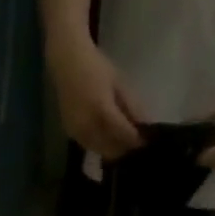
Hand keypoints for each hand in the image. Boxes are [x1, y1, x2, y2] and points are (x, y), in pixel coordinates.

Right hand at [48, 38, 144, 159]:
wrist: (68, 64)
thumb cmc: (96, 67)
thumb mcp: (119, 82)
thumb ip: (131, 105)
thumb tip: (145, 123)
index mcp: (102, 110)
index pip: (123, 134)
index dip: (136, 140)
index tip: (146, 141)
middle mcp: (88, 127)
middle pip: (110, 149)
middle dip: (124, 148)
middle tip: (135, 143)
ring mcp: (78, 133)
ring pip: (99, 151)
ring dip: (112, 149)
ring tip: (122, 142)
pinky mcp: (71, 134)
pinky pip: (89, 146)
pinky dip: (100, 146)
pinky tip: (107, 138)